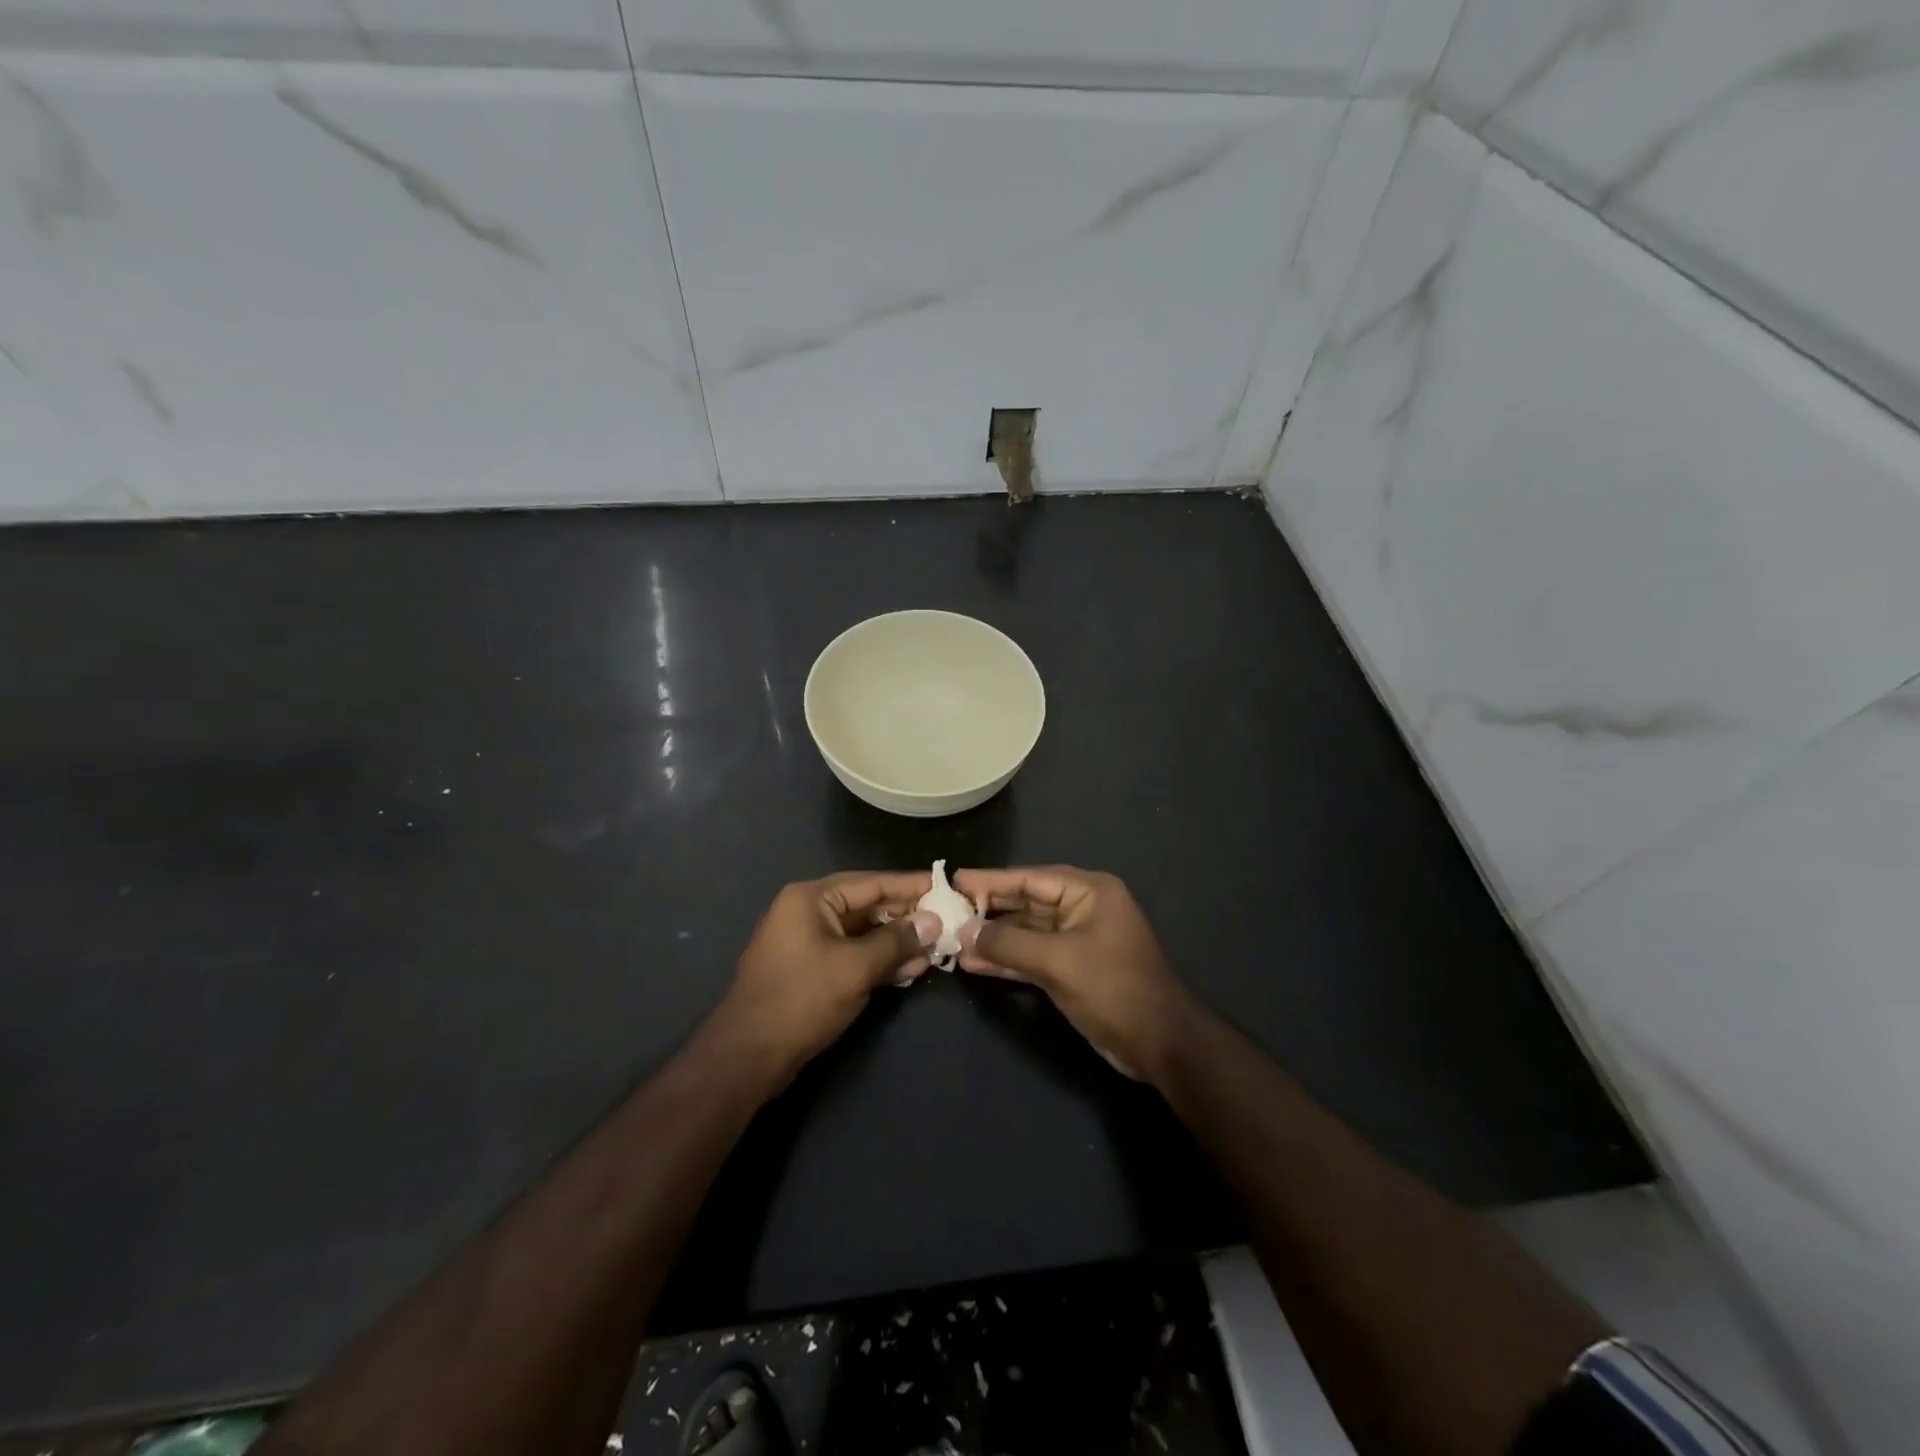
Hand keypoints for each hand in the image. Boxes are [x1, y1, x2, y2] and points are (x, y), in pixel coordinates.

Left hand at [711, 871, 940, 1084]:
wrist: (747, 1056)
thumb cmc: (801, 999)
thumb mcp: (856, 967)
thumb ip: (897, 941)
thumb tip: (934, 922)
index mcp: (811, 898)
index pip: (872, 882)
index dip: (911, 886)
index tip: (945, 886)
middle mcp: (807, 912)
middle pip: (867, 906)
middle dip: (906, 917)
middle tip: (947, 921)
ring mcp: (807, 943)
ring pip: (862, 934)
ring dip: (896, 942)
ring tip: (935, 949)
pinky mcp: (810, 971)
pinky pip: (851, 955)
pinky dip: (878, 961)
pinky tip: (910, 970)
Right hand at [954, 866, 1200, 1082]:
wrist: (1160, 1043)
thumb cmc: (1113, 988)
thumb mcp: (1058, 961)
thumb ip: (1009, 943)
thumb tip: (965, 931)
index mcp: (1089, 892)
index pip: (1031, 878)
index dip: (991, 880)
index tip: (954, 880)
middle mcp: (1083, 908)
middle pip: (1027, 902)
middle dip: (989, 910)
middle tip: (947, 911)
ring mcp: (1078, 940)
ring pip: (1027, 932)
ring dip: (994, 939)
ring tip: (953, 942)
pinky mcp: (1073, 968)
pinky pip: (1033, 955)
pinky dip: (1008, 959)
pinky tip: (976, 963)